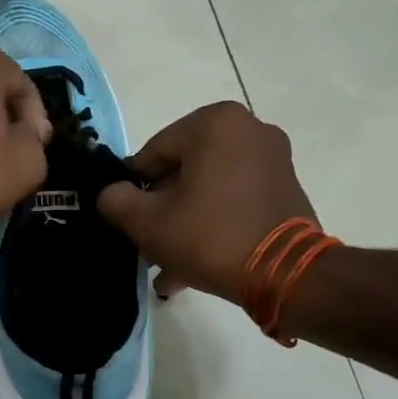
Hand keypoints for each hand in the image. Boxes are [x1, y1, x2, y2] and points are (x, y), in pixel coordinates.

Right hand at [97, 102, 317, 301]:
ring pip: (209, 188)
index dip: (135, 187)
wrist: (286, 275)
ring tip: (168, 263)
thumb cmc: (210, 235)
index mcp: (214, 123)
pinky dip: (214, 222)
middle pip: (183, 169)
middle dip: (163, 208)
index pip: (154, 152)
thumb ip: (116, 200)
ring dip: (186, 221)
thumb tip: (111, 194)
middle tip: (148, 243)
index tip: (130, 218)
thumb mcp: (147, 222)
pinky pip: (235, 199)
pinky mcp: (286, 188)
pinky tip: (194, 263)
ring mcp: (273, 159)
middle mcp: (249, 129)